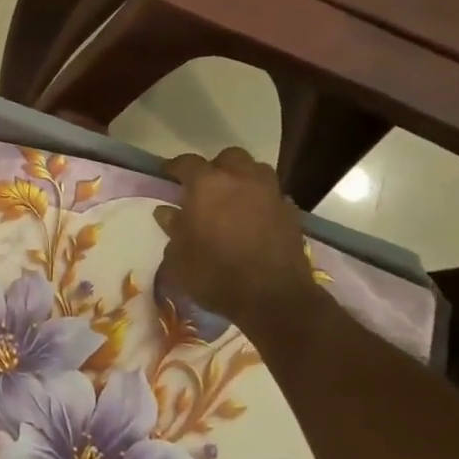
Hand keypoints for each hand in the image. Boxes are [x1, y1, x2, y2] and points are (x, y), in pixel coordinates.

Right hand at [154, 147, 317, 328]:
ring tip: (234, 199)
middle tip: (206, 188)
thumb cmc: (216, 275)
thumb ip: (172, 229)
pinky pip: (274, 195)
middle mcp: (241, 179)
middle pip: (228, 158)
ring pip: (256, 171)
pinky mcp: (292, 213)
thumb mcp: (179, 257)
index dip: (175, 167)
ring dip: (243, 179)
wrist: (275, 299)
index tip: (167, 175)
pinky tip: (256, 219)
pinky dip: (263, 201)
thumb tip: (167, 212)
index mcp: (207, 184)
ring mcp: (270, 194)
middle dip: (216, 168)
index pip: (187, 162)